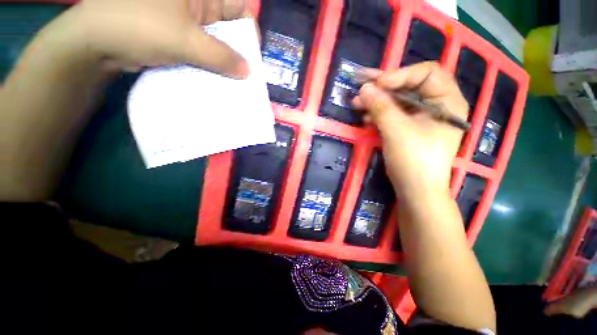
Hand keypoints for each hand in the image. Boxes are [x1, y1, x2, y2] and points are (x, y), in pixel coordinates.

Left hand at [65, 0, 249, 77]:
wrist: (98, 42)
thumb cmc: (139, 27)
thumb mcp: (185, 40)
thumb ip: (221, 57)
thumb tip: (248, 71)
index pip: (239, 7)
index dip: (250, 30)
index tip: (252, 56)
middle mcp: (198, 5)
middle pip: (230, 28)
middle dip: (239, 51)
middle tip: (246, 75)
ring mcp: (189, 22)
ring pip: (218, 42)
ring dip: (226, 62)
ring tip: (235, 81)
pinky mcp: (181, 38)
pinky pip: (205, 51)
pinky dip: (212, 66)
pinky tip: (218, 79)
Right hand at [352, 62, 468, 200]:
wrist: (415, 190)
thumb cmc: (414, 160)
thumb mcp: (396, 130)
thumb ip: (380, 107)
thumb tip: (364, 88)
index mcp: (447, 101)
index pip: (427, 73)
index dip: (401, 74)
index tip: (377, 84)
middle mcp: (436, 106)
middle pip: (409, 86)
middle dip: (383, 87)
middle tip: (361, 86)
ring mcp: (421, 118)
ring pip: (398, 101)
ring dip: (377, 101)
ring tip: (357, 103)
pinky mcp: (408, 129)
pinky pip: (393, 115)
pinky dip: (378, 114)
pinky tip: (365, 118)